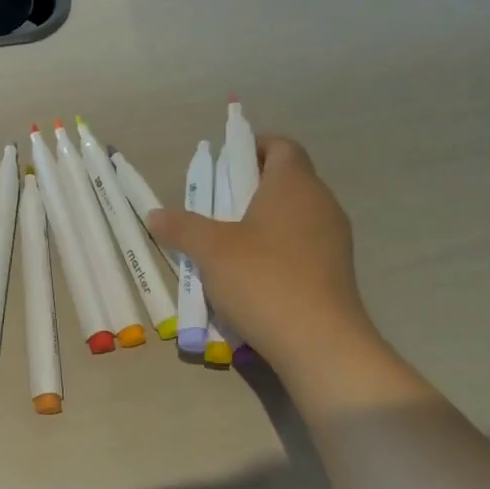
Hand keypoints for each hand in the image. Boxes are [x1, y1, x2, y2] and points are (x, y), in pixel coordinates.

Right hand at [147, 136, 371, 373]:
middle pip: (286, 179)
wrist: (318, 341)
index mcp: (294, 185)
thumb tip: (155, 214)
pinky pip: (300, 244)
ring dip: (261, 219)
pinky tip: (249, 272)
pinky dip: (274, 247)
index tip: (224, 162)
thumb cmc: (262, 279)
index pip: (281, 146)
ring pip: (293, 214)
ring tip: (225, 241)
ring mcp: (332, 239)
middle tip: (214, 203)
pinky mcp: (333, 270)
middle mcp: (320, 203)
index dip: (253, 147)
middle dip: (249, 186)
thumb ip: (181, 227)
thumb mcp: (210, 250)